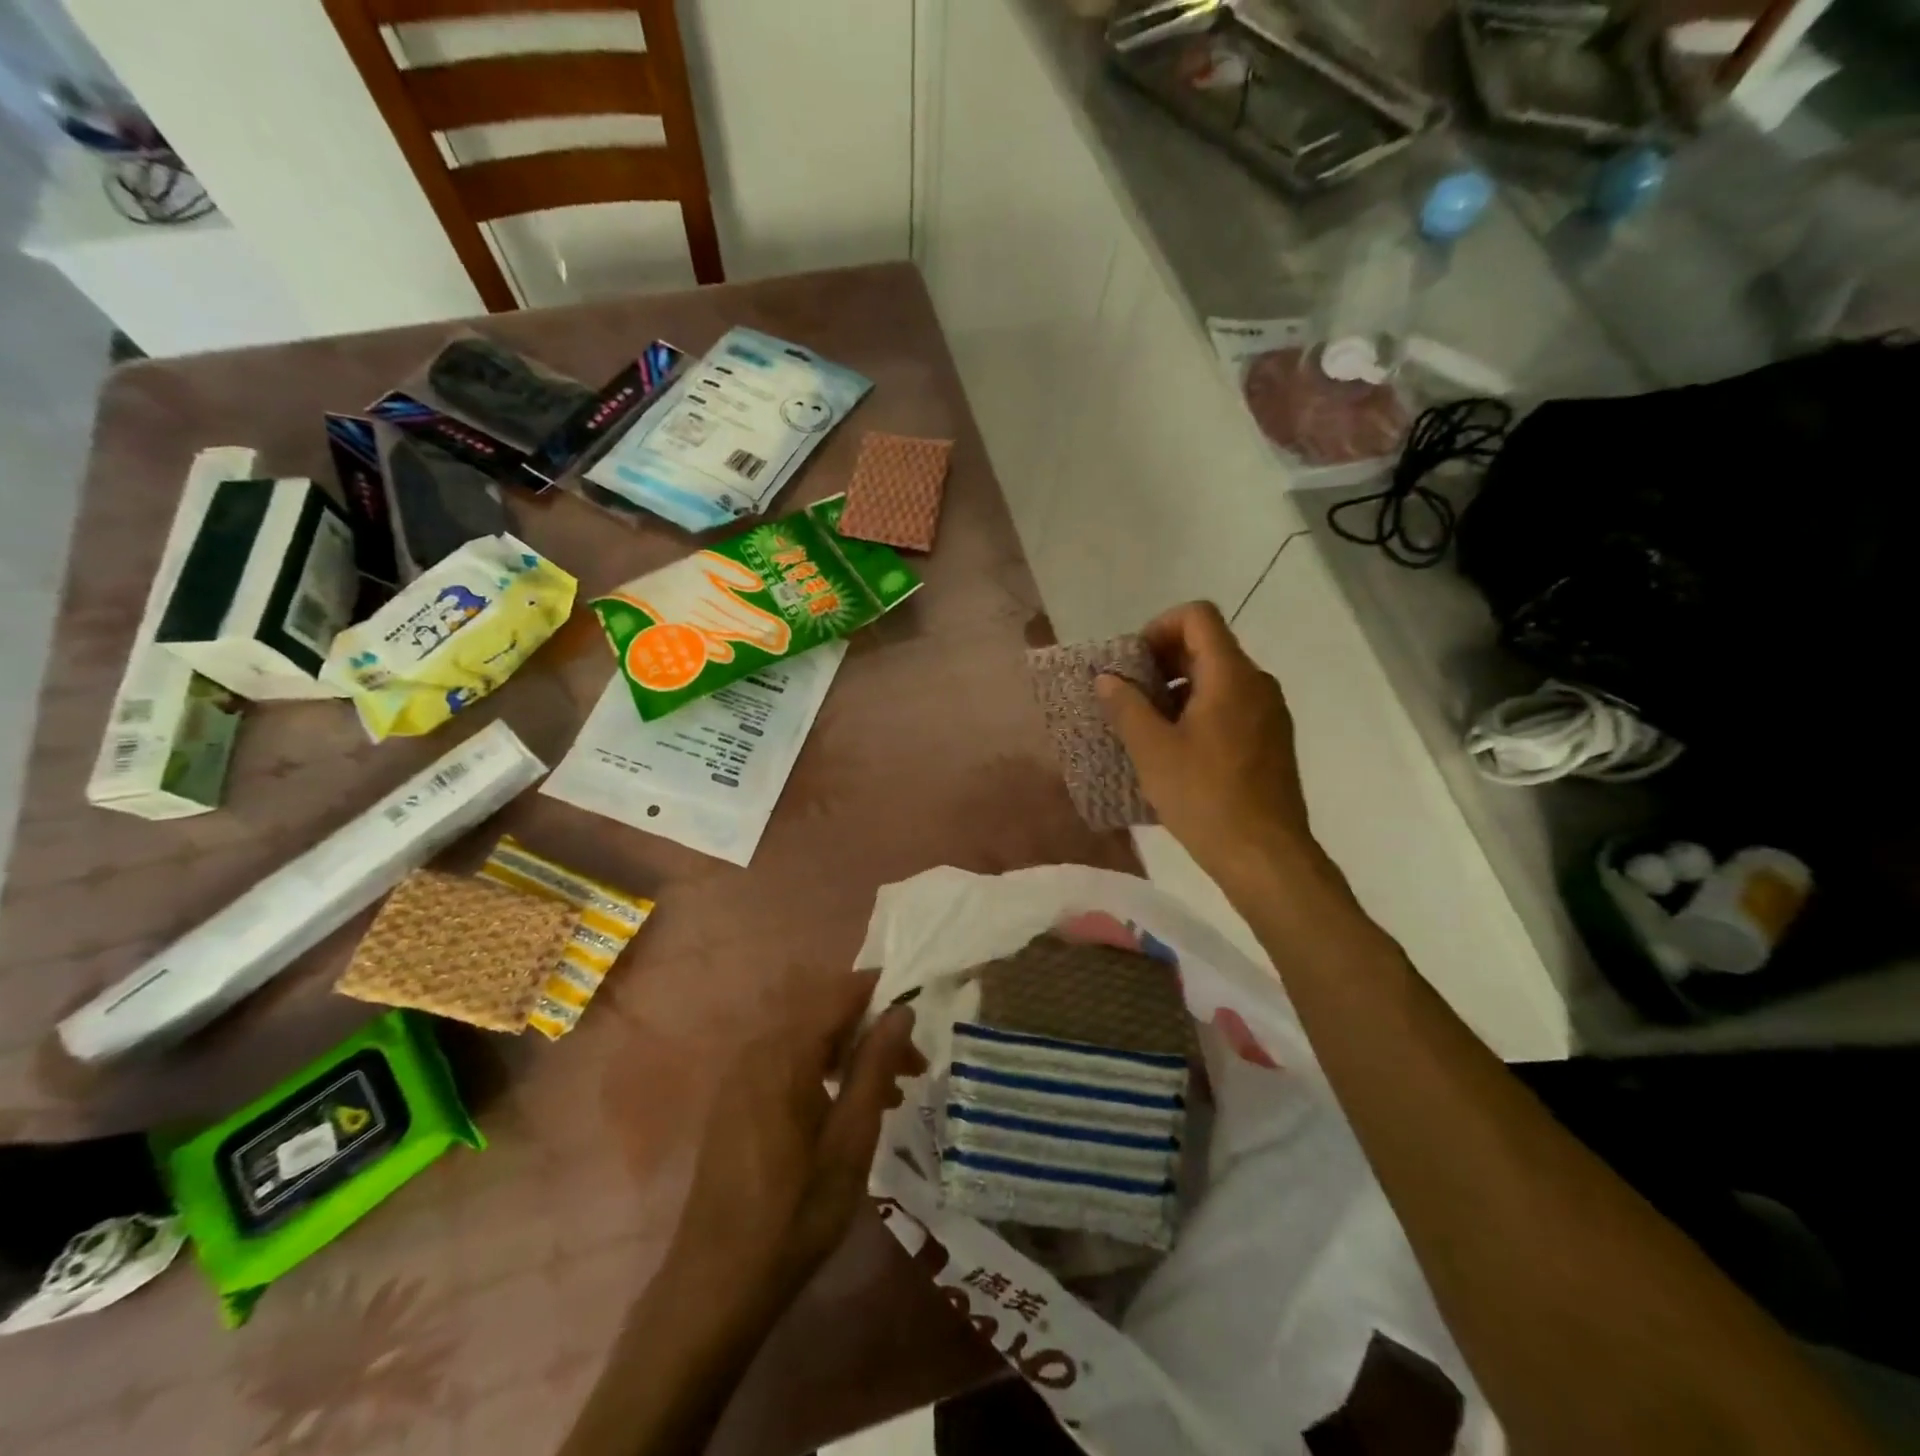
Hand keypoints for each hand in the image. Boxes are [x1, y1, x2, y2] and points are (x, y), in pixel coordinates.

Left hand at [674, 970, 923, 1295]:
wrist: (716, 1284)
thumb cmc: (795, 1212)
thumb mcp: (851, 1139)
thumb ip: (876, 1066)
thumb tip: (902, 1010)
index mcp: (785, 1052)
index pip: (840, 993)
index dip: (882, 992)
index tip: (919, 1012)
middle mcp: (758, 1049)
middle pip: (824, 1014)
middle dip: (872, 1030)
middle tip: (913, 1066)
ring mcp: (741, 1075)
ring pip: (808, 1040)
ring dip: (851, 1054)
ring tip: (891, 1093)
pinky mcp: (736, 1100)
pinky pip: (788, 1063)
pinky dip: (823, 1071)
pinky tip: (847, 1109)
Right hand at [1095, 601, 1322, 894]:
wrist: (1265, 855)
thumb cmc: (1204, 797)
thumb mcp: (1152, 750)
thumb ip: (1126, 706)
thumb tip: (1107, 678)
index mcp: (1231, 676)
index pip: (1197, 617)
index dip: (1159, 627)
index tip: (1133, 664)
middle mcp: (1257, 684)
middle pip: (1208, 646)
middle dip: (1162, 662)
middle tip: (1130, 696)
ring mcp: (1269, 713)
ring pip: (1219, 679)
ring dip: (1178, 690)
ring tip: (1147, 727)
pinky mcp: (1271, 741)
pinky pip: (1231, 706)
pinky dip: (1199, 712)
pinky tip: (1176, 750)